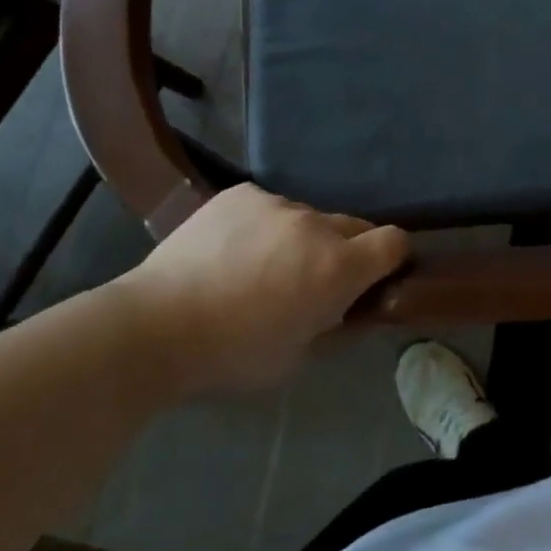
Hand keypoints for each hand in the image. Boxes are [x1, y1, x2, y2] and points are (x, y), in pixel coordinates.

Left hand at [119, 184, 408, 391]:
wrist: (156, 325)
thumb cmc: (232, 355)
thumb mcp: (297, 357)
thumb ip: (333, 323)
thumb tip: (348, 305)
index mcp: (336, 267)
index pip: (393, 242)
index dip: (393, 257)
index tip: (378, 274)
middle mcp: (315, 224)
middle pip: (352, 226)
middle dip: (344, 251)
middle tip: (311, 281)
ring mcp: (276, 203)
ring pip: (306, 217)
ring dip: (299, 238)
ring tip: (258, 267)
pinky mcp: (241, 193)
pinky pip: (268, 207)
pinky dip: (262, 226)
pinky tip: (230, 250)